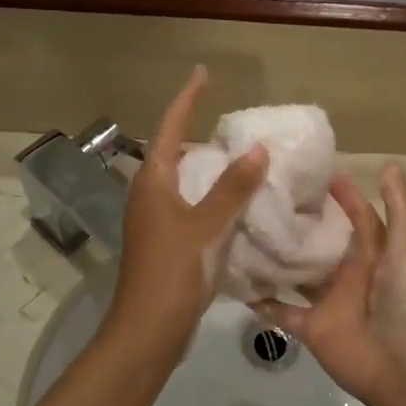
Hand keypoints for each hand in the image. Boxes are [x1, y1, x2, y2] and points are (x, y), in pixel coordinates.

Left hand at [105, 66, 267, 360]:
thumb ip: (233, 188)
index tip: (203, 74)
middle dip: (203, 137)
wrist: (148, 331)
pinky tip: (241, 207)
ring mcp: (156, 221)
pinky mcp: (166, 244)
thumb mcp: (207, 226)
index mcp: (153, 181)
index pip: (169, 127)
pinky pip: (193, 209)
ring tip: (247, 162)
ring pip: (186, 184)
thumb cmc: (173, 272)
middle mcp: (150, 195)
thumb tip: (257, 149)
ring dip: (212, 172)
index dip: (187, 99)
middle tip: (239, 128)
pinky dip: (214, 201)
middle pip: (176, 154)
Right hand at [260, 164, 405, 405]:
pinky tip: (239, 282)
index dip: (339, 194)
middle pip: (321, 242)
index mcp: (373, 253)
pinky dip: (263, 301)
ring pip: (298, 274)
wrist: (402, 367)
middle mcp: (348, 272)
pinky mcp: (311, 327)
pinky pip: (282, 312)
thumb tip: (389, 165)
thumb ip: (399, 209)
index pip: (355, 216)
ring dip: (278, 257)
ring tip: (245, 230)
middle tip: (265, 195)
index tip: (310, 172)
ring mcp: (328, 300)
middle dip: (300, 222)